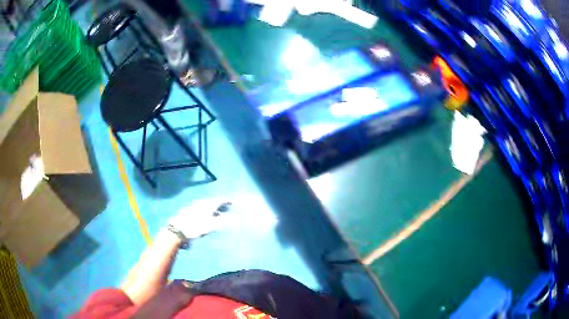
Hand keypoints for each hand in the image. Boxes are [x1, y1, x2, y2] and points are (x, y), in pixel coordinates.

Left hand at [168, 199, 232, 239]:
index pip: (219, 201)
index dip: (226, 201)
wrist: (178, 229)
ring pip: (206, 205)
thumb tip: (229, 218)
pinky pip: (201, 208)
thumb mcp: (210, 226)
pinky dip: (206, 211)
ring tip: (218, 214)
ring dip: (213, 208)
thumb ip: (220, 221)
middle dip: (220, 205)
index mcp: (208, 205)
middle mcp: (201, 203)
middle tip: (226, 208)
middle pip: (213, 202)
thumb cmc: (196, 228)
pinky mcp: (189, 211)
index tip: (232, 202)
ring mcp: (194, 206)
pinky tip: (206, 216)